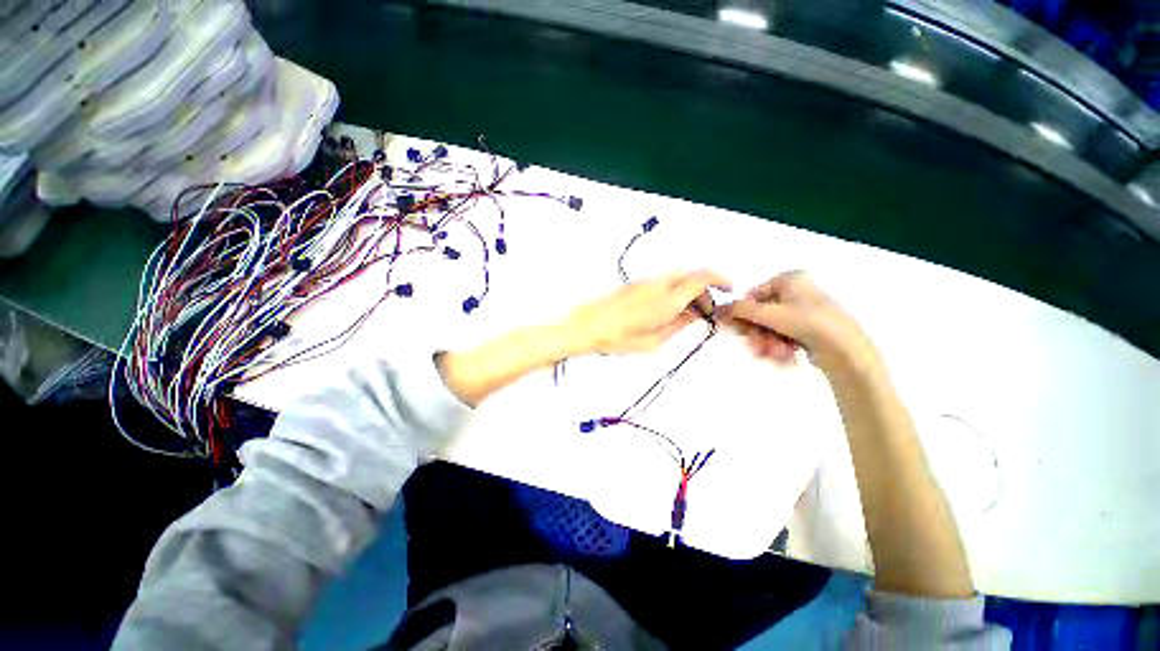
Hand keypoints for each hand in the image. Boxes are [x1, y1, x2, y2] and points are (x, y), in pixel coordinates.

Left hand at [561, 270, 731, 354]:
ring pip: (676, 277)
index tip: (728, 288)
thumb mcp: (654, 342)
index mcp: (667, 300)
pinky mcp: (635, 283)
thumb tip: (693, 316)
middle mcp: (658, 284)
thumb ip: (678, 325)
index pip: (701, 278)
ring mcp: (645, 281)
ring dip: (687, 290)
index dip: (719, 280)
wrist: (585, 326)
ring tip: (685, 314)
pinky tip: (666, 309)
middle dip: (704, 290)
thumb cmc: (619, 339)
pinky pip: (662, 281)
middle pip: (691, 275)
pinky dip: (673, 290)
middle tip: (703, 312)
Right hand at [718, 271, 876, 372]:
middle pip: (761, 315)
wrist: (848, 351)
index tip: (737, 332)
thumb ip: (738, 311)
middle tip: (757, 348)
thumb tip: (715, 310)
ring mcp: (804, 311)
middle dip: (757, 334)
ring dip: (767, 343)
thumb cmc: (807, 323)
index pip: (752, 296)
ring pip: (771, 328)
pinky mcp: (810, 329)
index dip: (742, 316)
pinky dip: (780, 347)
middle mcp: (796, 291)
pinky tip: (785, 357)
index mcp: (789, 279)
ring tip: (775, 355)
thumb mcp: (768, 314)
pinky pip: (784, 336)